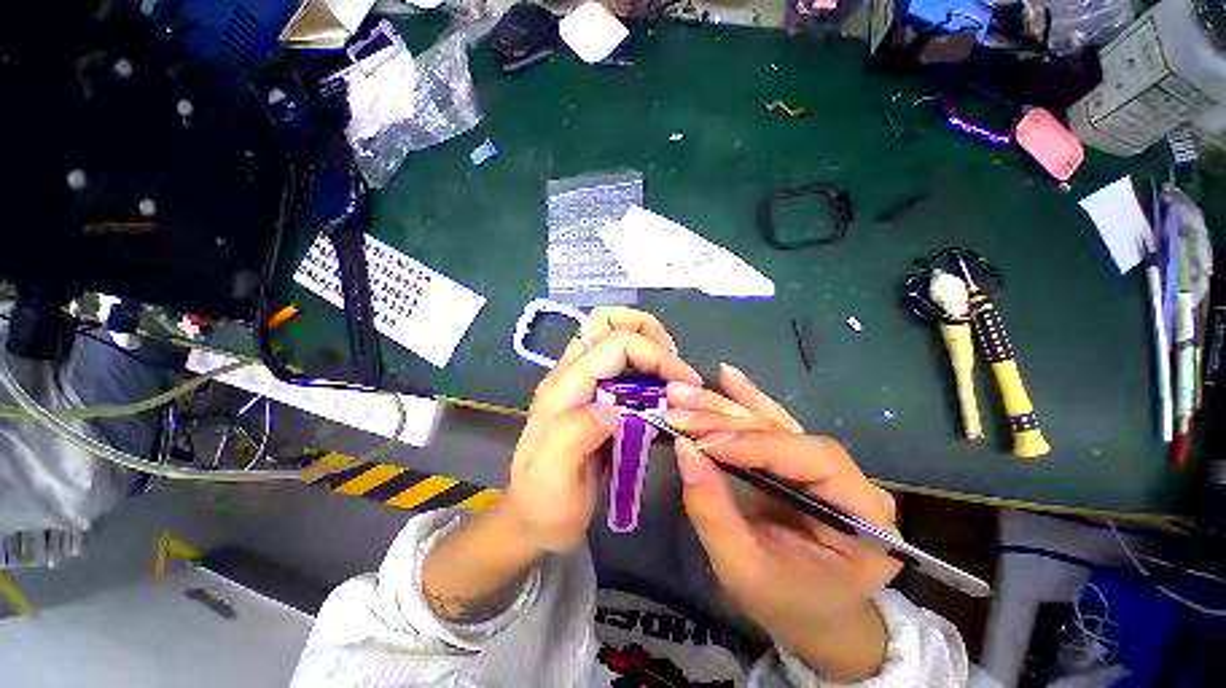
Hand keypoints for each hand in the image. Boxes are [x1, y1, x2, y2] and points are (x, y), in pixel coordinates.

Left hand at [506, 308, 700, 552]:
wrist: (532, 520)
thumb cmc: (546, 504)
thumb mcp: (555, 479)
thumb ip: (575, 435)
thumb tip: (613, 409)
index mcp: (563, 389)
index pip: (614, 344)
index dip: (654, 353)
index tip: (686, 382)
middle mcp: (569, 376)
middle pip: (605, 322)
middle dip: (646, 330)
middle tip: (674, 363)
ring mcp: (578, 382)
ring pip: (610, 334)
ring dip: (646, 341)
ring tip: (670, 371)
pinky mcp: (588, 393)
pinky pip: (617, 359)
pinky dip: (643, 359)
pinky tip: (658, 385)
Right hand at [669, 367, 899, 680]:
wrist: (812, 614)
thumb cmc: (785, 602)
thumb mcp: (743, 569)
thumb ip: (713, 510)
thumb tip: (685, 450)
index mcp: (864, 517)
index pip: (810, 459)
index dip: (754, 445)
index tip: (702, 442)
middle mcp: (850, 480)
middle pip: (785, 433)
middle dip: (726, 421)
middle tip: (679, 410)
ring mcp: (823, 465)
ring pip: (771, 422)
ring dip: (724, 406)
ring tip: (684, 392)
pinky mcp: (796, 459)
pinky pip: (770, 423)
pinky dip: (744, 399)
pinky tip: (727, 377)